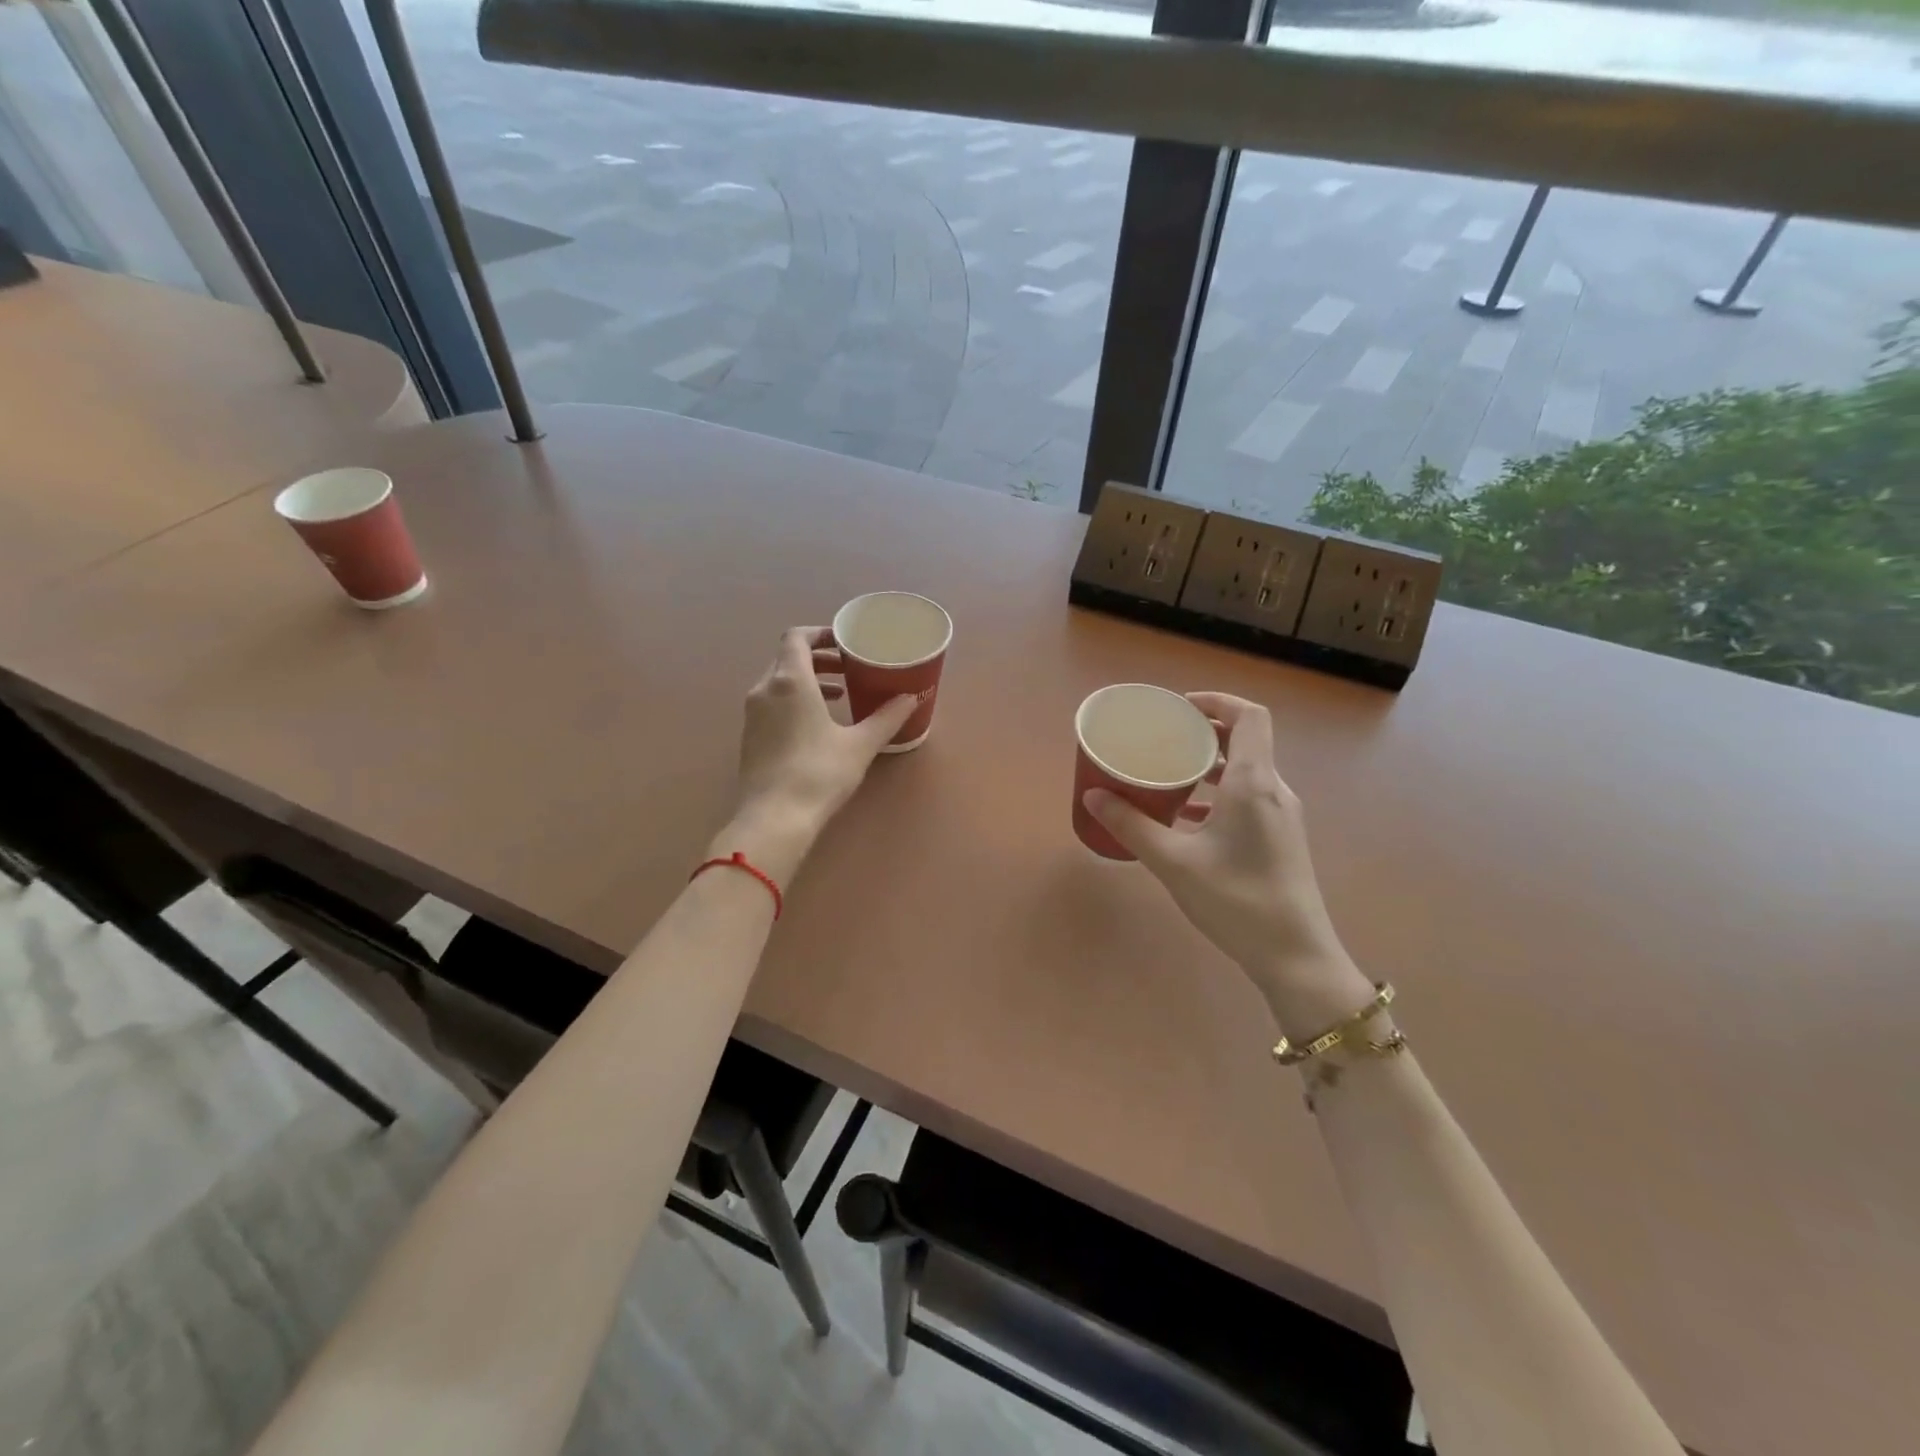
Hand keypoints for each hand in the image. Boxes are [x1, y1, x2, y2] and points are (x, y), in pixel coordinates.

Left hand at [722, 627, 916, 880]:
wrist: (774, 818)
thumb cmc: (819, 773)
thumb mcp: (860, 745)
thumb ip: (886, 718)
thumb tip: (912, 697)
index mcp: (789, 681)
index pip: (797, 637)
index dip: (821, 633)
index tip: (845, 642)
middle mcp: (765, 689)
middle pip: (787, 657)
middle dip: (819, 658)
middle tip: (848, 667)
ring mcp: (752, 714)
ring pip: (778, 682)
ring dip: (807, 680)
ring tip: (839, 694)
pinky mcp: (749, 737)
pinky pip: (772, 703)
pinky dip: (794, 700)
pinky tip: (817, 724)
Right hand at [1083, 693, 1371, 1032]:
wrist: (1296, 957)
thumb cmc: (1236, 901)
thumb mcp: (1174, 862)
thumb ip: (1131, 826)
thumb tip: (1092, 796)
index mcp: (1254, 783)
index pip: (1250, 716)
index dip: (1217, 701)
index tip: (1180, 708)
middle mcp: (1274, 790)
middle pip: (1247, 740)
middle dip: (1206, 732)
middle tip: (1164, 737)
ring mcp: (1281, 816)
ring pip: (1247, 771)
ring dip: (1210, 764)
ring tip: (1168, 772)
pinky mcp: (1281, 839)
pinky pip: (1248, 798)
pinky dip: (1218, 793)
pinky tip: (1185, 817)